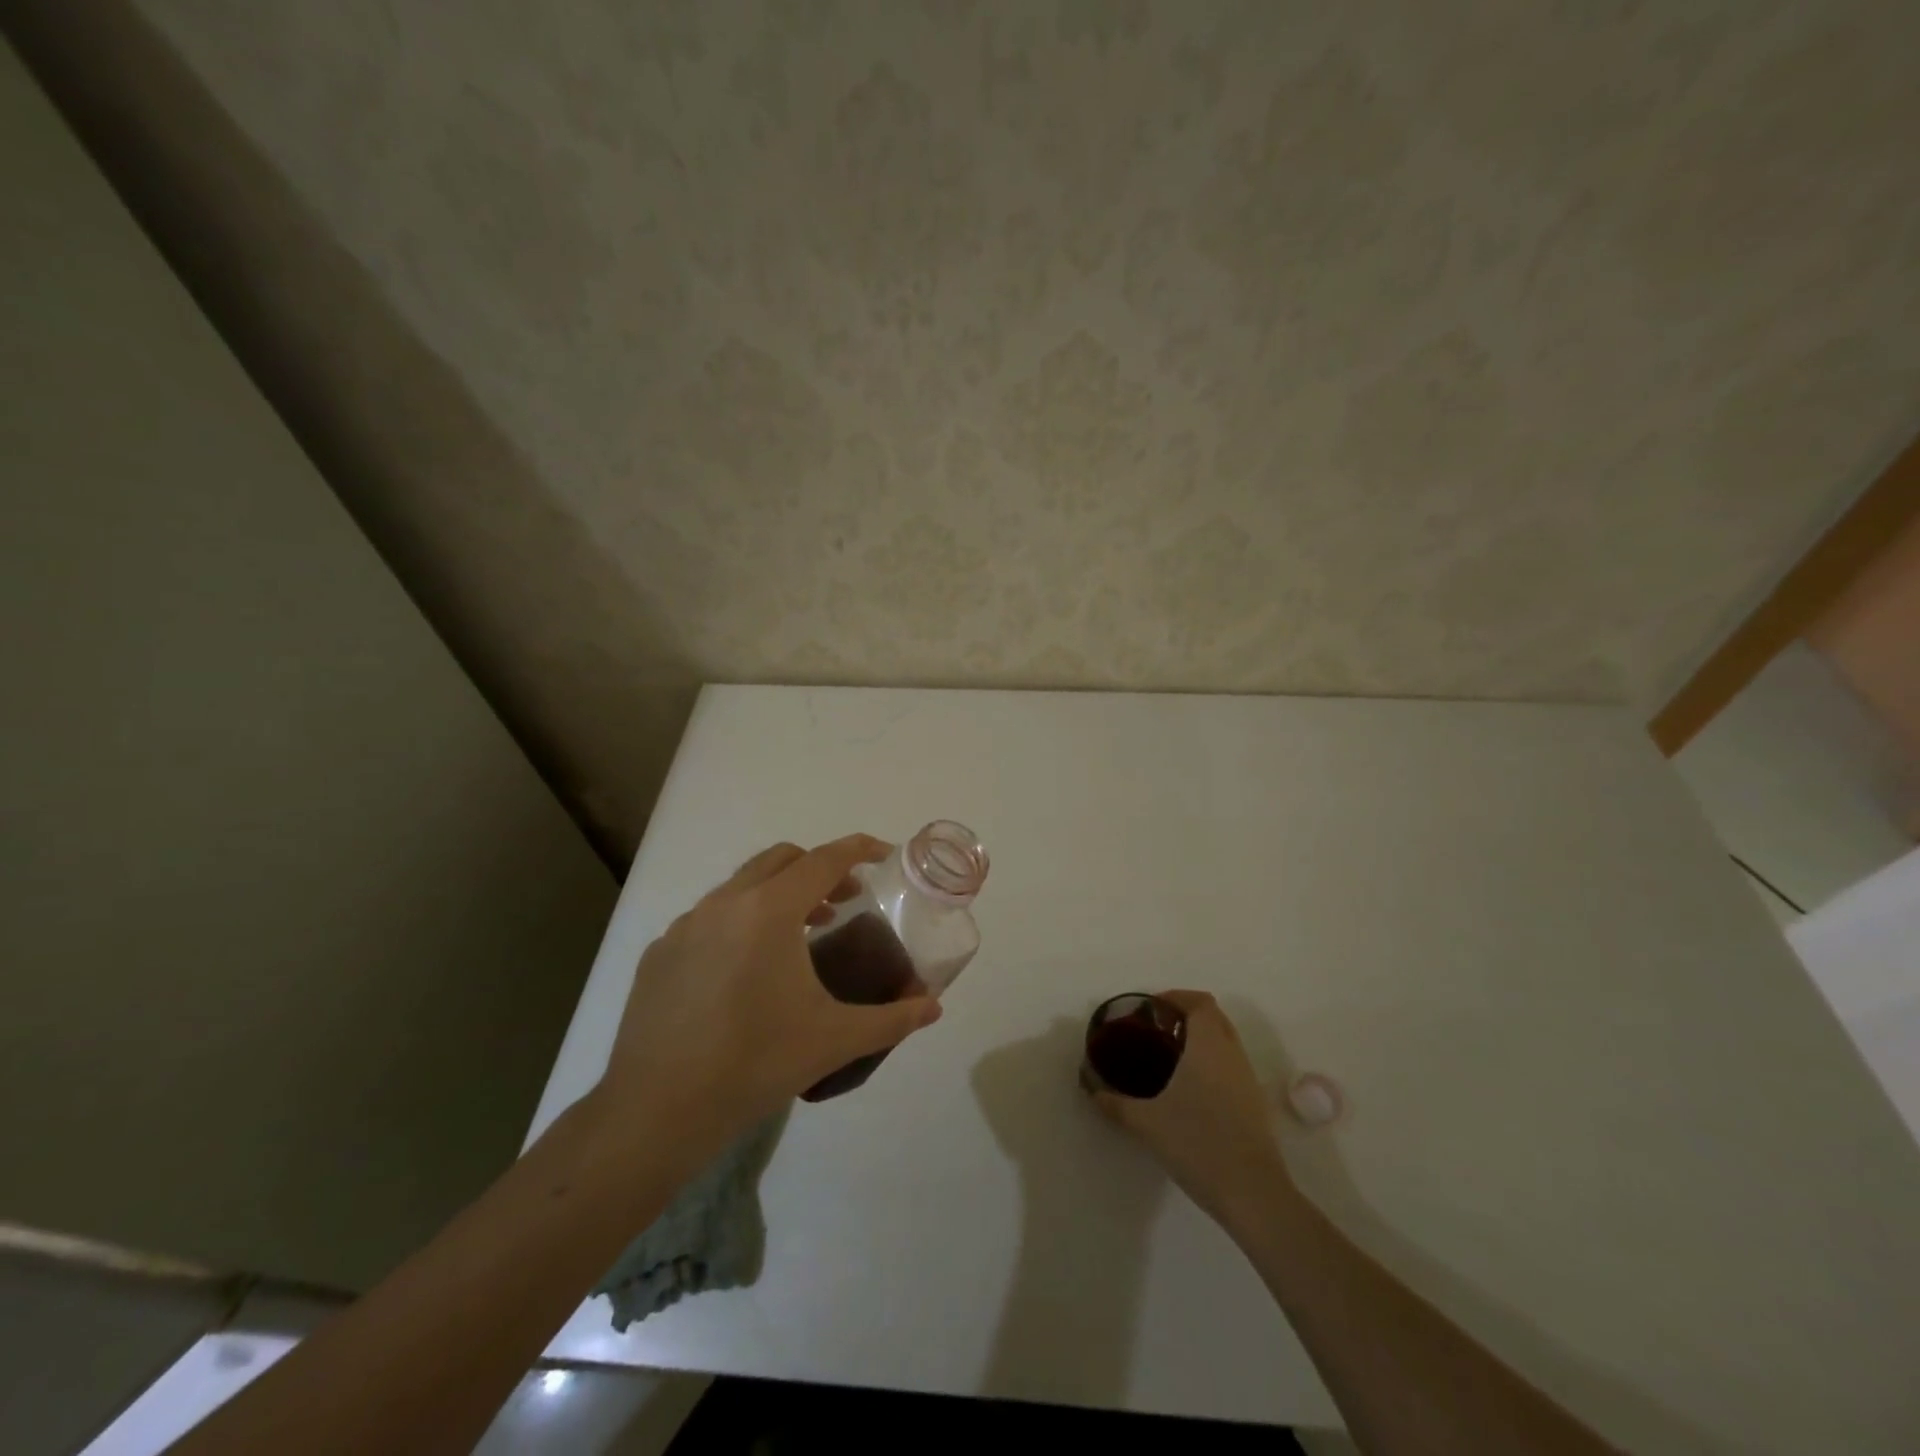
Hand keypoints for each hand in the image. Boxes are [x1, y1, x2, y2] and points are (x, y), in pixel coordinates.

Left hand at [597, 835, 942, 1144]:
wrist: (657, 1111)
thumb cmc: (755, 1064)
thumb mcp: (835, 1041)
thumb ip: (892, 1019)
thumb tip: (933, 1008)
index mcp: (769, 911)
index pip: (823, 860)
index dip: (858, 849)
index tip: (883, 853)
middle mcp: (724, 903)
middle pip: (781, 859)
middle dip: (819, 868)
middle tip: (845, 900)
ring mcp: (685, 926)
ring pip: (741, 885)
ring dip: (778, 894)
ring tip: (801, 934)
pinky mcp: (660, 953)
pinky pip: (709, 918)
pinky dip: (740, 921)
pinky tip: (746, 970)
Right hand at [1087, 990, 1298, 1226]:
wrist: (1253, 1194)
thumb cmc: (1198, 1143)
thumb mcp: (1146, 1122)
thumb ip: (1115, 1103)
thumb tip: (1092, 1089)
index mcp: (1208, 1045)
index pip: (1200, 1002)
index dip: (1176, 998)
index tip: (1151, 1009)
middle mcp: (1232, 1054)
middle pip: (1214, 1018)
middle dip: (1186, 1016)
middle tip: (1155, 1031)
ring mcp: (1247, 1080)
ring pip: (1225, 1043)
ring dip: (1200, 1041)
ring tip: (1168, 1059)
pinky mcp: (1254, 1105)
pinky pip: (1230, 1067)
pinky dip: (1210, 1064)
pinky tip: (1189, 1091)